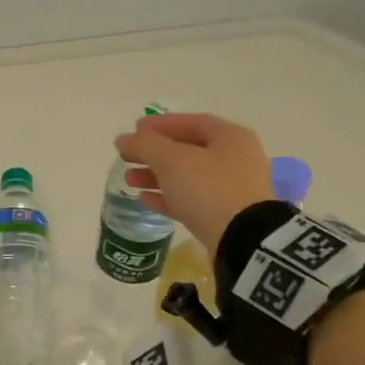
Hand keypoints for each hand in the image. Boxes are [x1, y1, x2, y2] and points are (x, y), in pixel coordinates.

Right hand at [114, 112, 274, 253]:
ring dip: (156, 176)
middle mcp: (235, 160)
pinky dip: (167, 197)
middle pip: (188, 150)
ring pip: (187, 177)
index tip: (134, 129)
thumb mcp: (172, 160)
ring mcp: (231, 190)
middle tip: (126, 156)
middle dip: (154, 153)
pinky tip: (144, 199)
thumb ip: (145, 145)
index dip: (161, 124)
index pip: (193, 122)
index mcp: (231, 138)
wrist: (241, 241)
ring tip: (129, 180)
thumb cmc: (208, 189)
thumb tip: (123, 139)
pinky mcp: (224, 217)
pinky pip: (191, 201)